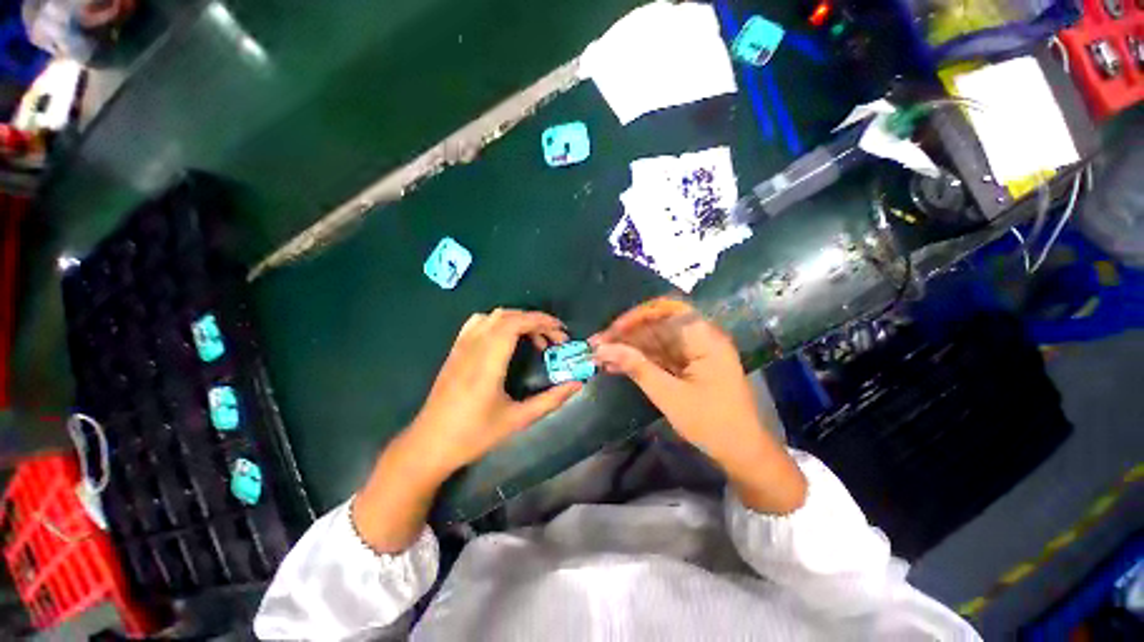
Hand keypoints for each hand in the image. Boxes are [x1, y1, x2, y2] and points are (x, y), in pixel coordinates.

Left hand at [406, 309, 582, 478]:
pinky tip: (506, 339)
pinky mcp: (455, 350)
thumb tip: (577, 384)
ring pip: (493, 316)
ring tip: (533, 339)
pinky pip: (477, 323)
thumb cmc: (473, 435)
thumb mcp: (517, 420)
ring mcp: (461, 346)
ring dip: (518, 320)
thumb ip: (550, 400)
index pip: (515, 324)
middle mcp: (473, 347)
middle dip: (535, 321)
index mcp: (488, 362)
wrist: (429, 444)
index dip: (541, 321)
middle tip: (554, 340)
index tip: (561, 331)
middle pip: (507, 316)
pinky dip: (498, 322)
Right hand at [591, 297, 805, 513]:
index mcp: (704, 338)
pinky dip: (640, 361)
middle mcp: (700, 338)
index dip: (636, 317)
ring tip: (601, 357)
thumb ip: (637, 367)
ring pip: (655, 341)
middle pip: (658, 325)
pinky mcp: (688, 366)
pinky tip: (617, 366)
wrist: (742, 453)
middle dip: (627, 335)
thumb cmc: (712, 423)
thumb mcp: (670, 395)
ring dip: (629, 348)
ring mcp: (694, 352)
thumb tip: (604, 349)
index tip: (612, 330)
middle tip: (598, 345)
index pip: (667, 311)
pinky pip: (660, 356)